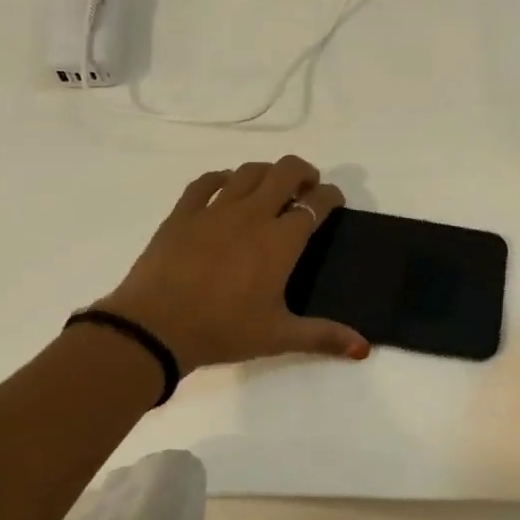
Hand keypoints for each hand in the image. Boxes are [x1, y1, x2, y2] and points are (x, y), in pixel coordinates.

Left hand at [97, 156, 369, 375]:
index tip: (335, 200)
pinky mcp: (183, 213)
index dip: (331, 196)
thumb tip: (363, 348)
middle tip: (307, 188)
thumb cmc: (223, 330)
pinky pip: (206, 182)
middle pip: (285, 172)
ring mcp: (214, 210)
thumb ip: (323, 336)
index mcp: (280, 241)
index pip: (316, 204)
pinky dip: (222, 178)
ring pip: (248, 171)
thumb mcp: (278, 336)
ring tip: (271, 187)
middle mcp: (252, 214)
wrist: (156, 326)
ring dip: (267, 173)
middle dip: (303, 172)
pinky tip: (225, 187)